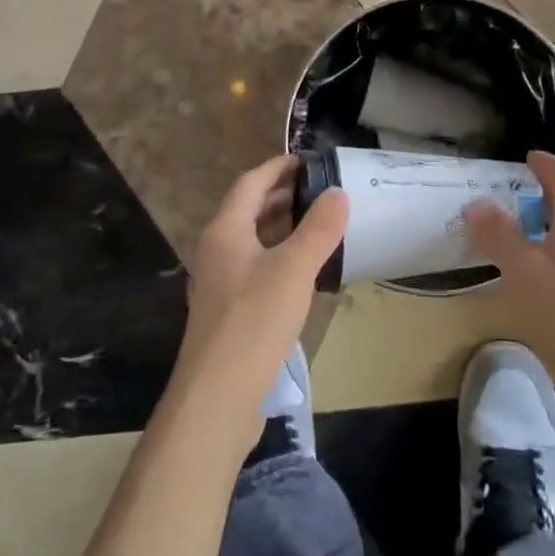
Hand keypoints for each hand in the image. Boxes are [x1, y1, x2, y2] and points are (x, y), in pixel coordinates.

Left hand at [177, 155, 348, 424]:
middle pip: (247, 209)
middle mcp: (216, 249)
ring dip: (279, 224)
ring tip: (314, 221)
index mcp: (225, 230)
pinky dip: (277, 254)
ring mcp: (219, 282)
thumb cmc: (254, 321)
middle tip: (318, 188)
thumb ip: (318, 229)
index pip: (251, 183)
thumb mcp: (294, 269)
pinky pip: (254, 266)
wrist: (217, 395)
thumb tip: (338, 193)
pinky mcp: (228, 310)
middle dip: (280, 194)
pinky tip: (301, 269)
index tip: (309, 160)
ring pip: (251, 239)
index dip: (278, 167)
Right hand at [464, 151, 554, 416]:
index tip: (524, 158)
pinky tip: (529, 272)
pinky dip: (550, 251)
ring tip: (511, 232)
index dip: (544, 163)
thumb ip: (497, 234)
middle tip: (506, 195)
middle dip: (541, 193)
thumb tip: (476, 204)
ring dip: (544, 225)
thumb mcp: (521, 268)